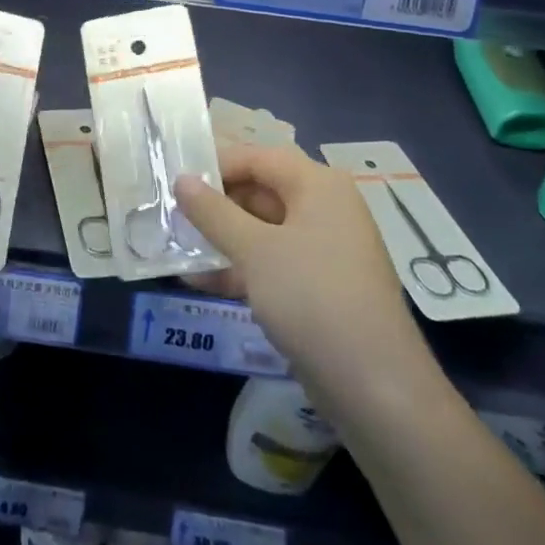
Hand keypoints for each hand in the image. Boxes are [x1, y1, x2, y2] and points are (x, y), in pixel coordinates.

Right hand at [176, 143, 425, 391]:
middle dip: (214, 205)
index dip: (215, 164)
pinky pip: (271, 264)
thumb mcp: (254, 250)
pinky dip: (239, 268)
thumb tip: (182, 179)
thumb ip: (213, 212)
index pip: (257, 157)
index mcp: (318, 185)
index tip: (174, 180)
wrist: (375, 387)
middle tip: (168, 214)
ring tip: (174, 247)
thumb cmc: (312, 297)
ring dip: (220, 239)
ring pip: (262, 230)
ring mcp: (323, 251)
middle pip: (260, 191)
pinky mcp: (318, 288)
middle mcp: (324, 209)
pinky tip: (197, 281)